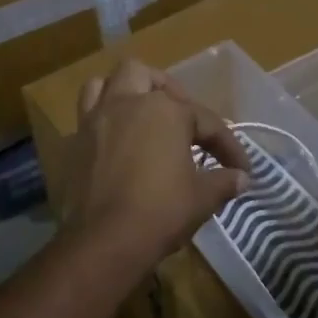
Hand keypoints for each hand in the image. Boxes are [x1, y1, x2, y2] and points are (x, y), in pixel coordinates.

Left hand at [60, 60, 249, 280]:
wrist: (105, 240)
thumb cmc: (160, 211)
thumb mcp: (202, 198)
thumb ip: (223, 182)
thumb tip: (242, 178)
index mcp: (166, 111)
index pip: (206, 121)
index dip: (228, 145)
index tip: (242, 169)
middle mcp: (128, 102)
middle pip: (146, 76)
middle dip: (167, 91)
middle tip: (182, 119)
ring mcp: (97, 118)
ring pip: (106, 83)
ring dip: (124, 91)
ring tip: (140, 113)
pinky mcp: (75, 140)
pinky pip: (86, 113)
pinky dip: (101, 118)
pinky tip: (115, 140)